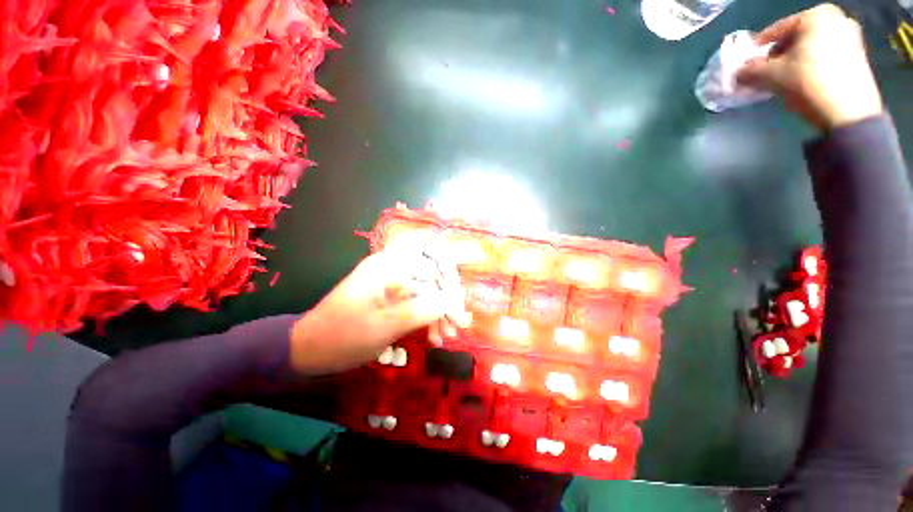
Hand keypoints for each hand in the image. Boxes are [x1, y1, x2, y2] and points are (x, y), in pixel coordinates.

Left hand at [289, 244, 468, 373]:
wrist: (309, 349)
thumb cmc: (341, 337)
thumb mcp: (382, 327)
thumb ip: (419, 311)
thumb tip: (451, 301)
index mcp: (388, 265)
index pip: (431, 263)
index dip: (449, 285)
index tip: (456, 312)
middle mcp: (393, 267)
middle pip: (434, 274)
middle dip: (447, 299)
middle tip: (455, 325)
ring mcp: (393, 281)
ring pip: (429, 288)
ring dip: (440, 310)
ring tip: (445, 335)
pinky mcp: (393, 296)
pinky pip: (419, 299)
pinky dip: (429, 315)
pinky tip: (433, 334)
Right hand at [737, 4, 882, 130]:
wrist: (849, 112)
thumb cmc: (809, 82)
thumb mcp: (771, 76)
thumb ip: (749, 71)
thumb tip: (738, 73)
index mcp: (816, 15)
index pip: (776, 31)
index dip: (758, 49)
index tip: (747, 64)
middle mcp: (836, 19)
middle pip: (796, 39)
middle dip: (778, 57)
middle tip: (764, 73)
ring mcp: (851, 39)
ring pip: (810, 48)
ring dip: (792, 63)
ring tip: (780, 80)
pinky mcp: (858, 58)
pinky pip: (825, 57)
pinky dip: (809, 67)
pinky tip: (800, 83)